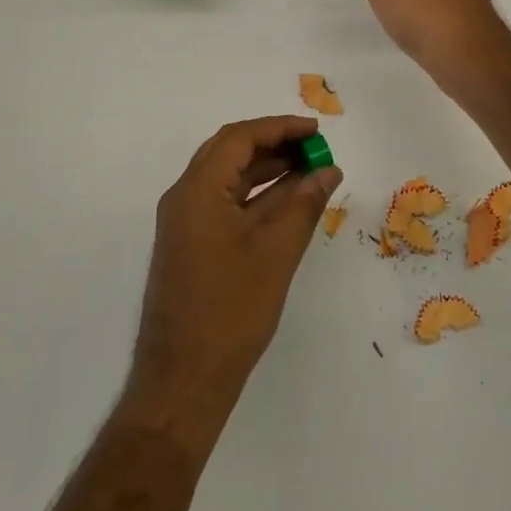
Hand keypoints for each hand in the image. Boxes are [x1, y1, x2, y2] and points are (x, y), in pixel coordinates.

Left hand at [125, 116, 341, 451]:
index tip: (316, 131)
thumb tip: (328, 170)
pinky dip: (257, 197)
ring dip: (267, 170)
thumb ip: (303, 204)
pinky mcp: (191, 246)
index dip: (279, 128)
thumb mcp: (276, 253)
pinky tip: (288, 203)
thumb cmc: (230, 312)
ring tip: (310, 171)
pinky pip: (225, 204)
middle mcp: (184, 198)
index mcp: (196, 190)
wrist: (182, 382)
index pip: (239, 138)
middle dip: (274, 144)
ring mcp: (184, 224)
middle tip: (315, 149)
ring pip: (228, 179)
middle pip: (230, 152)